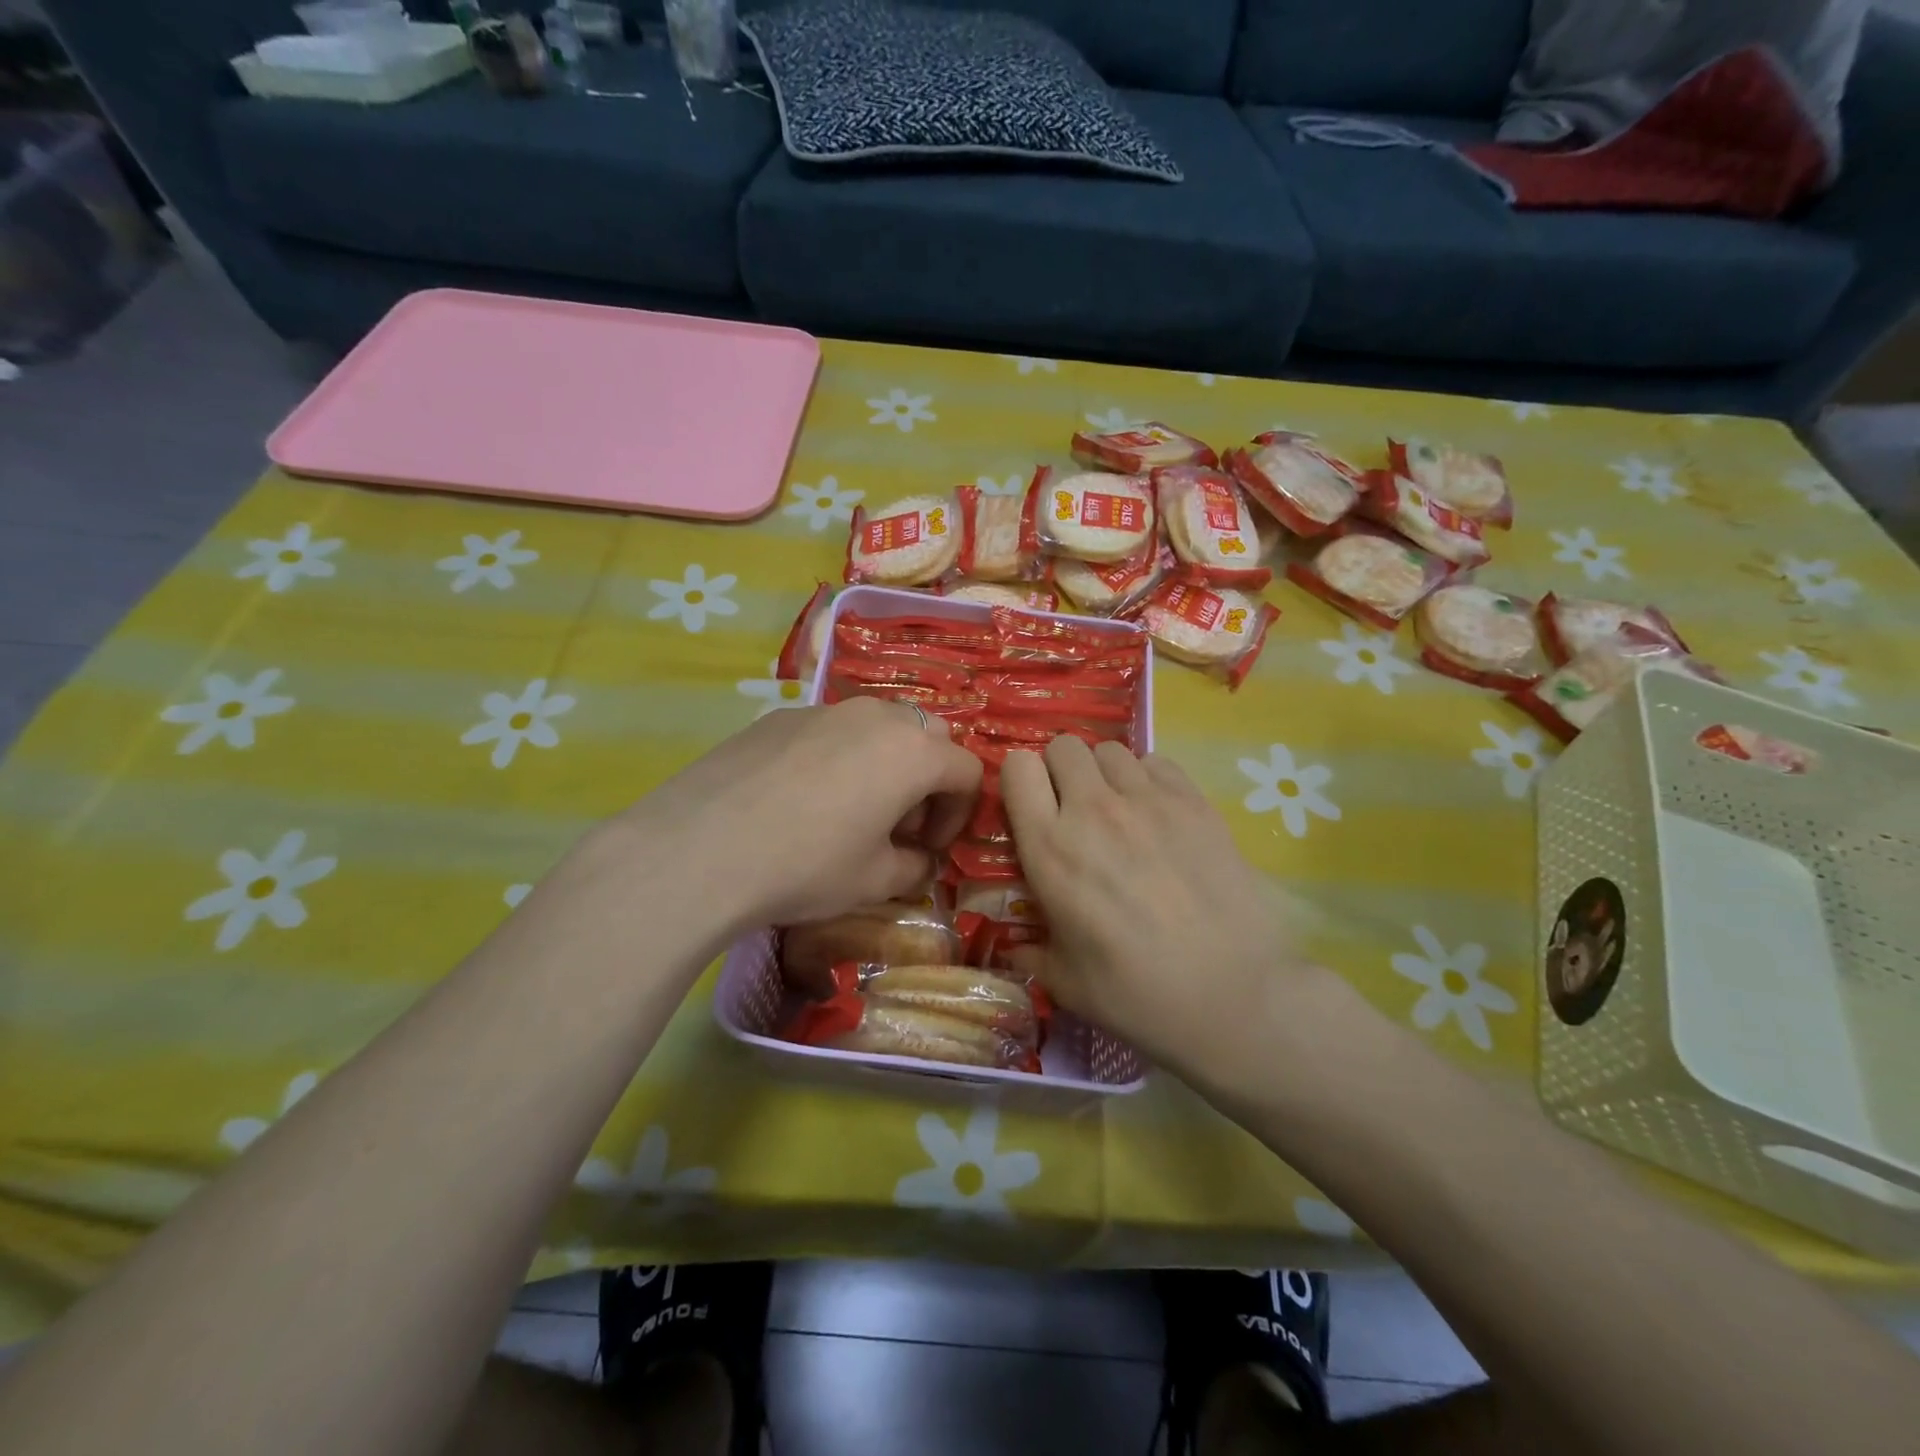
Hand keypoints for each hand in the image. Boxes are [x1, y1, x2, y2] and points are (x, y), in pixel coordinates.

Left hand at [616, 696, 981, 930]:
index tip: (928, 847)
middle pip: (926, 736)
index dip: (959, 813)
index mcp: (913, 752)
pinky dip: (836, 756)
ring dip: (883, 762)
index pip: (966, 771)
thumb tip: (917, 860)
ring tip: (849, 808)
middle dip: (925, 779)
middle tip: (896, 824)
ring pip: (876, 725)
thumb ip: (914, 868)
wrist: (700, 849)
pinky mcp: (778, 717)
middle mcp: (875, 717)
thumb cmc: (805, 866)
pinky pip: (828, 730)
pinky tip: (798, 799)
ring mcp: (823, 710)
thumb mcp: (874, 882)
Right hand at [1001, 737, 1317, 1082]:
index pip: (1017, 768)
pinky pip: (1157, 762)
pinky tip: (1159, 815)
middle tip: (1074, 809)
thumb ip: (1029, 950)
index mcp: (1049, 848)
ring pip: (1110, 750)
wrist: (1233, 996)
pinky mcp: (1194, 802)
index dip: (1020, 781)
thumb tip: (1012, 943)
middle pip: (1064, 746)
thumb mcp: (1064, 982)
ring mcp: (1147, 800)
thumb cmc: (1137, 995)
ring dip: (1105, 774)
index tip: (1030, 808)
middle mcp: (1092, 810)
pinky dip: (1149, 779)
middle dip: (1061, 771)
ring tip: (1120, 811)